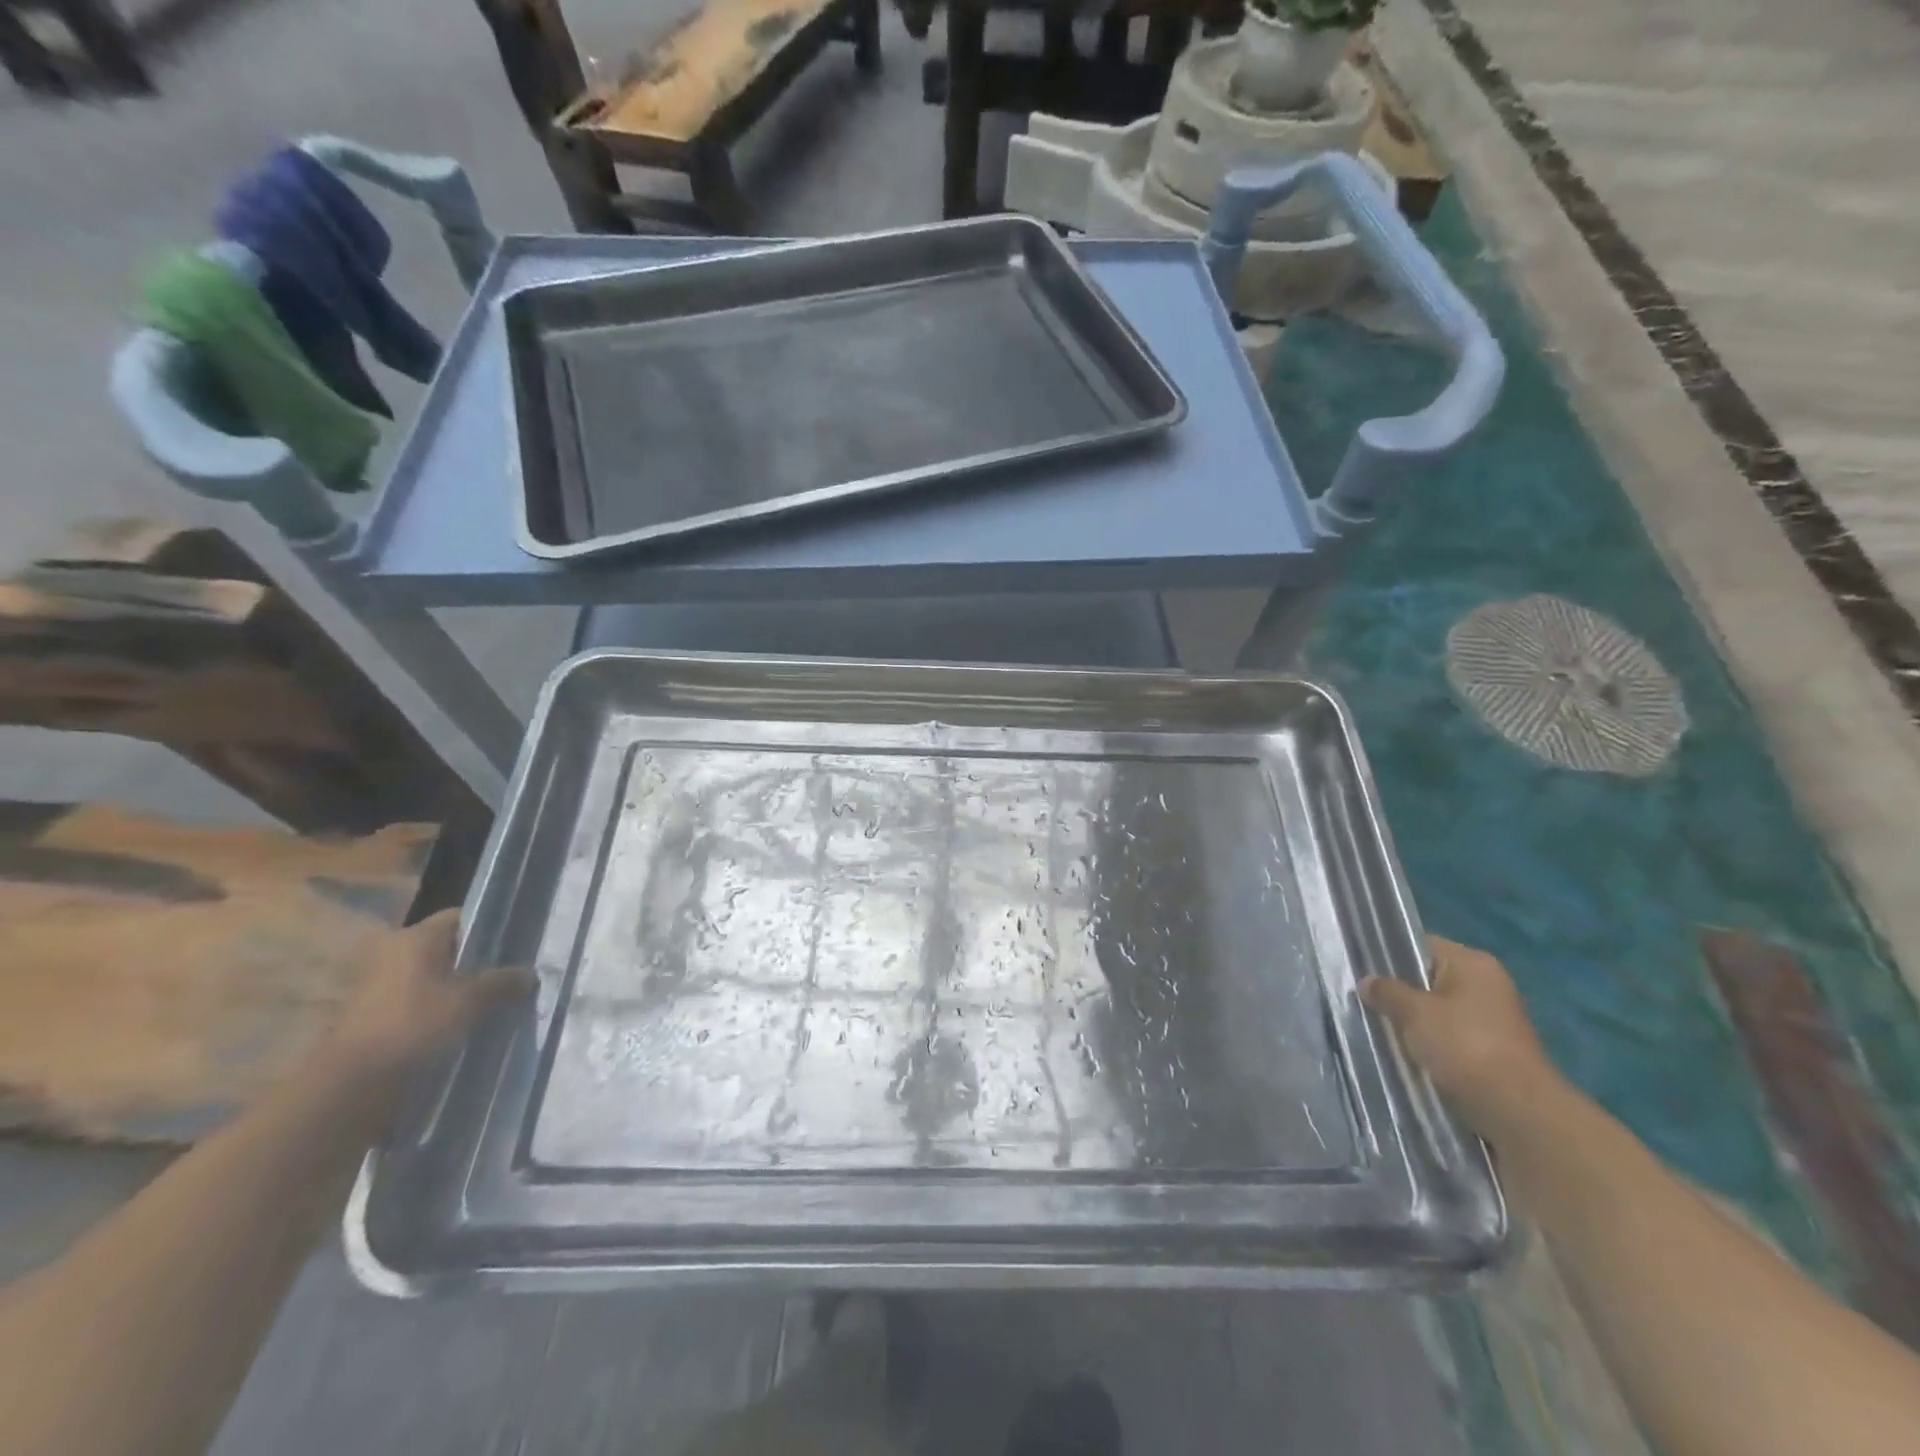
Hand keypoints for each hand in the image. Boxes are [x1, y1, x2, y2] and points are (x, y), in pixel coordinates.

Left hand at [324, 911, 534, 1083]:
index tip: (515, 946)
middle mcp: (394, 952)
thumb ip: (503, 982)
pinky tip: (463, 1024)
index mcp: (415, 937)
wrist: (351, 1082)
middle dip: (477, 962)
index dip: (490, 929)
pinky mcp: (374, 1014)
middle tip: (509, 976)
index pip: (461, 918)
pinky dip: (440, 1008)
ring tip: (492, 1003)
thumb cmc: (413, 1024)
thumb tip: (530, 974)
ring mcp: (379, 984)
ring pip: (434, 977)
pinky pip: (419, 1001)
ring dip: (459, 988)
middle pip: (448, 948)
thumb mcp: (470, 1000)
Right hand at [1361, 937, 1564, 1140]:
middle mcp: (1486, 985)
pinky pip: (1448, 1037)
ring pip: (1436, 1011)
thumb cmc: (1465, 1046)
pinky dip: (1428, 1044)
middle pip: (1427, 979)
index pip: (1419, 945)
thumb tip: (1366, 982)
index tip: (1358, 969)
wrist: (1517, 1111)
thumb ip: (1387, 992)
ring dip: (1412, 1022)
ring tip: (1378, 1028)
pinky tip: (1404, 1053)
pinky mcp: (1491, 1051)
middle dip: (1398, 993)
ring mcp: (1491, 1020)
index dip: (1387, 955)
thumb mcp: (1414, 1012)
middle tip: (1363, 1001)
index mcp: (1472, 963)